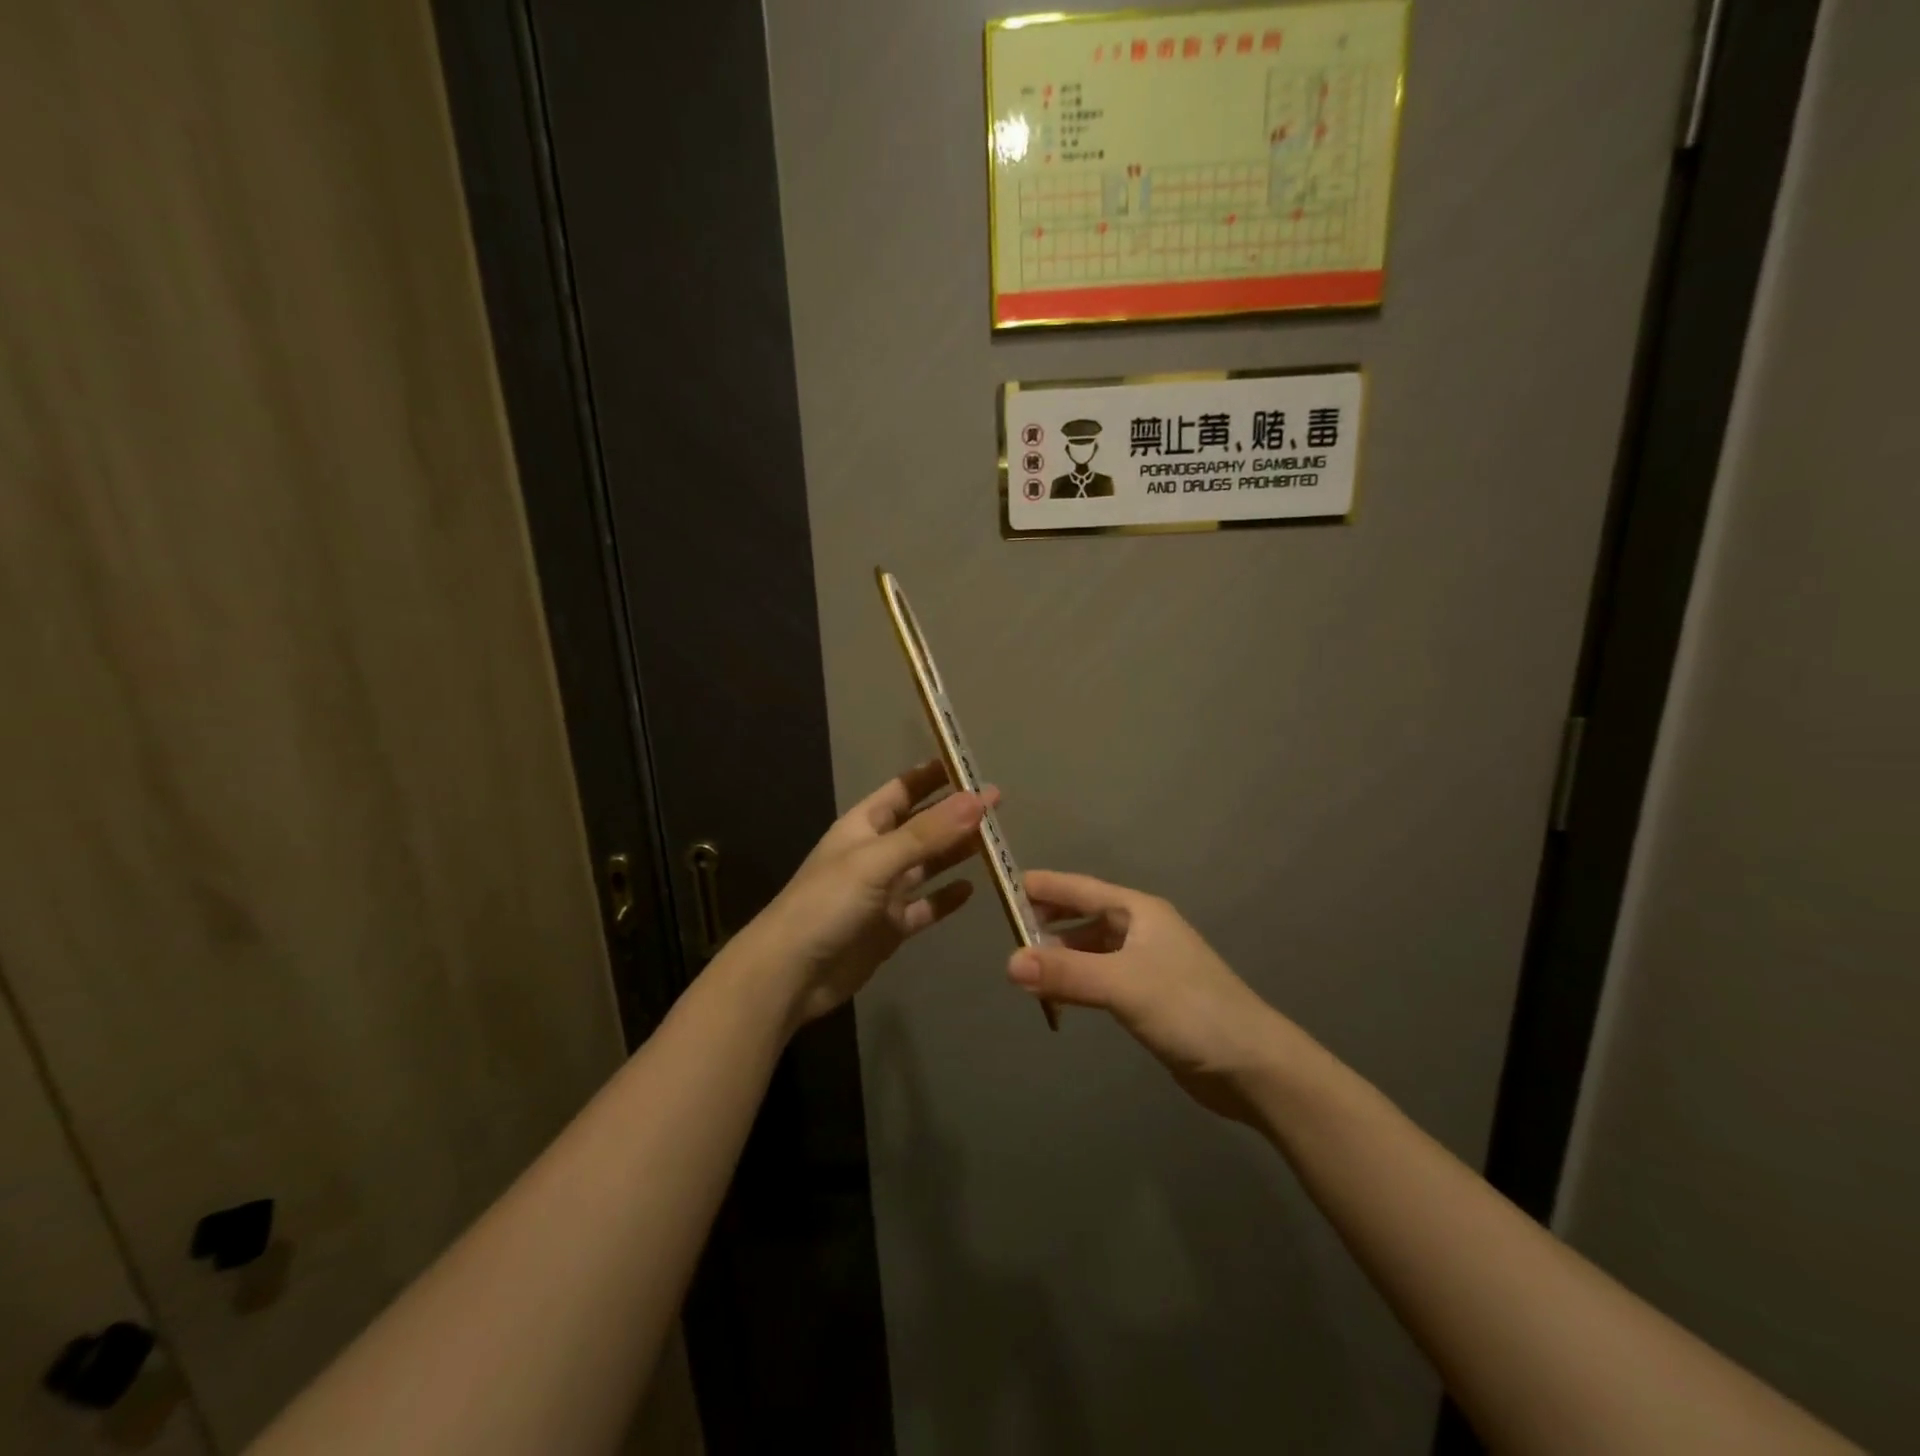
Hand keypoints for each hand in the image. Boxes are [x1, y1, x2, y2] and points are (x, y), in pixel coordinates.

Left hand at [755, 760, 992, 1028]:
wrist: (791, 973)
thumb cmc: (827, 904)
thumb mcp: (876, 861)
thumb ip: (927, 833)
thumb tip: (977, 800)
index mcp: (863, 827)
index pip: (903, 790)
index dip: (932, 776)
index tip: (968, 764)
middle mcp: (876, 854)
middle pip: (922, 826)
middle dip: (955, 814)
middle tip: (997, 802)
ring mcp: (884, 892)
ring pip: (927, 865)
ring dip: (956, 852)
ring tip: (995, 841)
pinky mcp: (891, 927)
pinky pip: (925, 907)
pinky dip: (946, 898)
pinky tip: (972, 889)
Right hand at [1008, 872, 1298, 1122]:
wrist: (1253, 1066)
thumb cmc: (1190, 1009)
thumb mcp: (1124, 985)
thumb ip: (1067, 974)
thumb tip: (1008, 964)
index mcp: (1139, 911)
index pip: (1080, 888)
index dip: (1043, 886)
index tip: (1003, 885)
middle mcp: (1141, 929)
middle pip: (1084, 915)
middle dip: (1047, 921)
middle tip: (1006, 932)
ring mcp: (1146, 963)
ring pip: (1091, 947)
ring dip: (1060, 954)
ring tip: (1025, 968)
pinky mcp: (1149, 995)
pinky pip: (1101, 976)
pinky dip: (1076, 980)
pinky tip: (1058, 995)